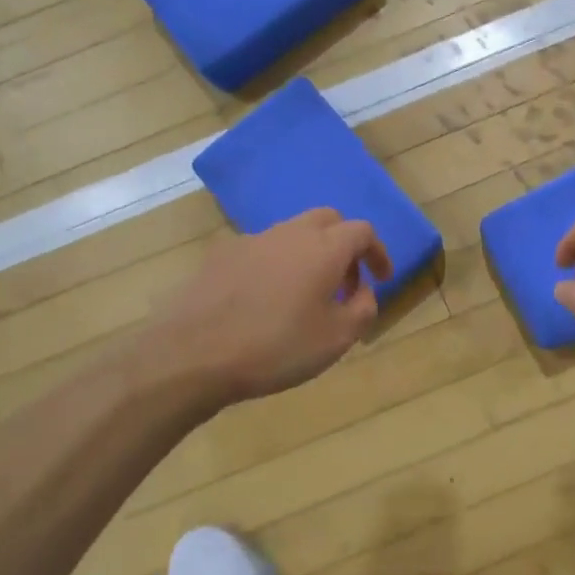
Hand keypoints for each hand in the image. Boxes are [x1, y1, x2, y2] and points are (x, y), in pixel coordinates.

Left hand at [147, 209, 392, 405]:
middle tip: (346, 282)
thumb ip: (362, 309)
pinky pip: (261, 250)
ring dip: (310, 253)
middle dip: (344, 244)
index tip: (382, 278)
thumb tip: (364, 291)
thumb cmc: (276, 348)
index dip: (378, 252)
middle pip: (327, 220)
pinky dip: (276, 264)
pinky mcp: (219, 256)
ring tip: (306, 295)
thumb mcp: (336, 339)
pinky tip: (265, 300)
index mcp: (324, 248)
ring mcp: (250, 240)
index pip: (363, 231)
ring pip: (292, 233)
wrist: (192, 355)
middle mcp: (289, 233)